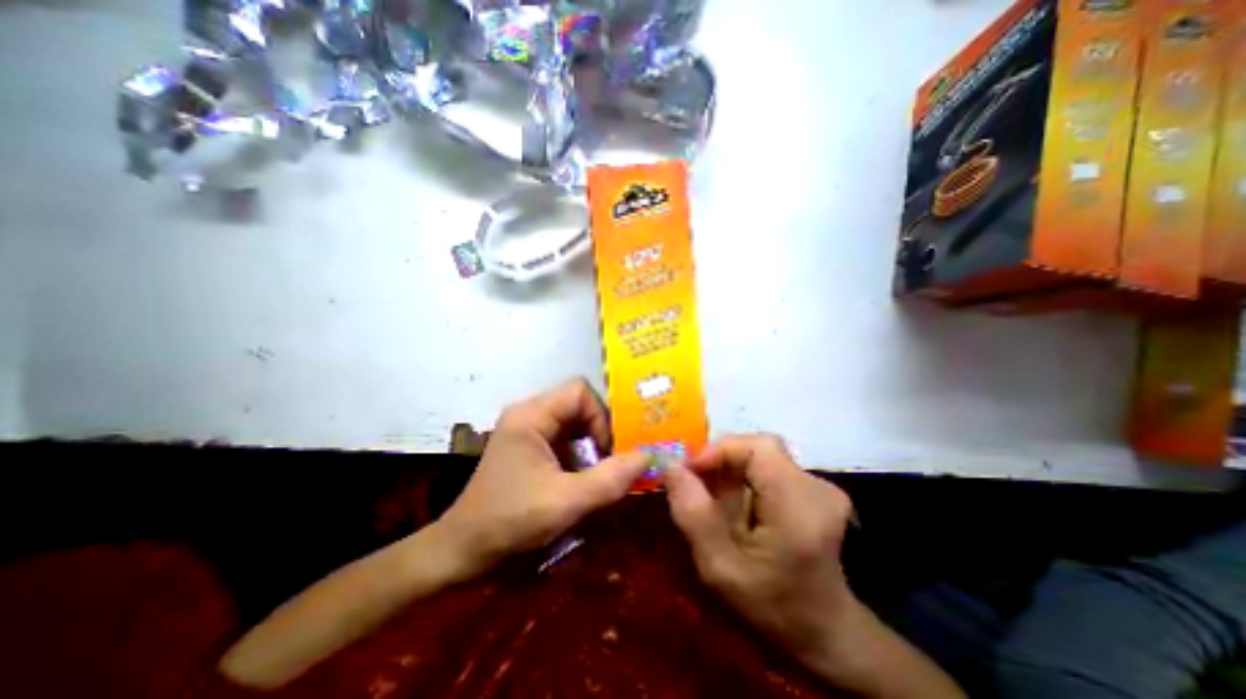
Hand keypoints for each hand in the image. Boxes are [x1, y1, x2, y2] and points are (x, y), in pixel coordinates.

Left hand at [437, 380, 651, 576]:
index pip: (580, 392)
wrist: (462, 551)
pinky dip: (580, 455)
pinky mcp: (529, 447)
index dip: (601, 415)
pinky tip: (583, 480)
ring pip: (574, 423)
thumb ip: (610, 479)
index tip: (608, 450)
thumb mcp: (566, 502)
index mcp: (531, 415)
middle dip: (599, 432)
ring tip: (600, 473)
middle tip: (612, 462)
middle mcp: (528, 414)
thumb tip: (648, 455)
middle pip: (578, 405)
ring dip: (591, 446)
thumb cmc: (509, 521)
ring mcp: (527, 430)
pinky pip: (564, 439)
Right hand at [661, 434, 856, 667]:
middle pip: (759, 448)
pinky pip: (771, 465)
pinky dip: (745, 476)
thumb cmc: (771, 607)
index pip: (758, 448)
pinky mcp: (815, 488)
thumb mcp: (720, 570)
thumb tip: (672, 467)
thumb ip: (694, 516)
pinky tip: (735, 502)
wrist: (825, 631)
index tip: (689, 470)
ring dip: (732, 469)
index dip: (719, 450)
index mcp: (798, 508)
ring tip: (713, 498)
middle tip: (695, 482)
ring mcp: (820, 486)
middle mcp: (816, 488)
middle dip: (722, 460)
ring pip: (763, 454)